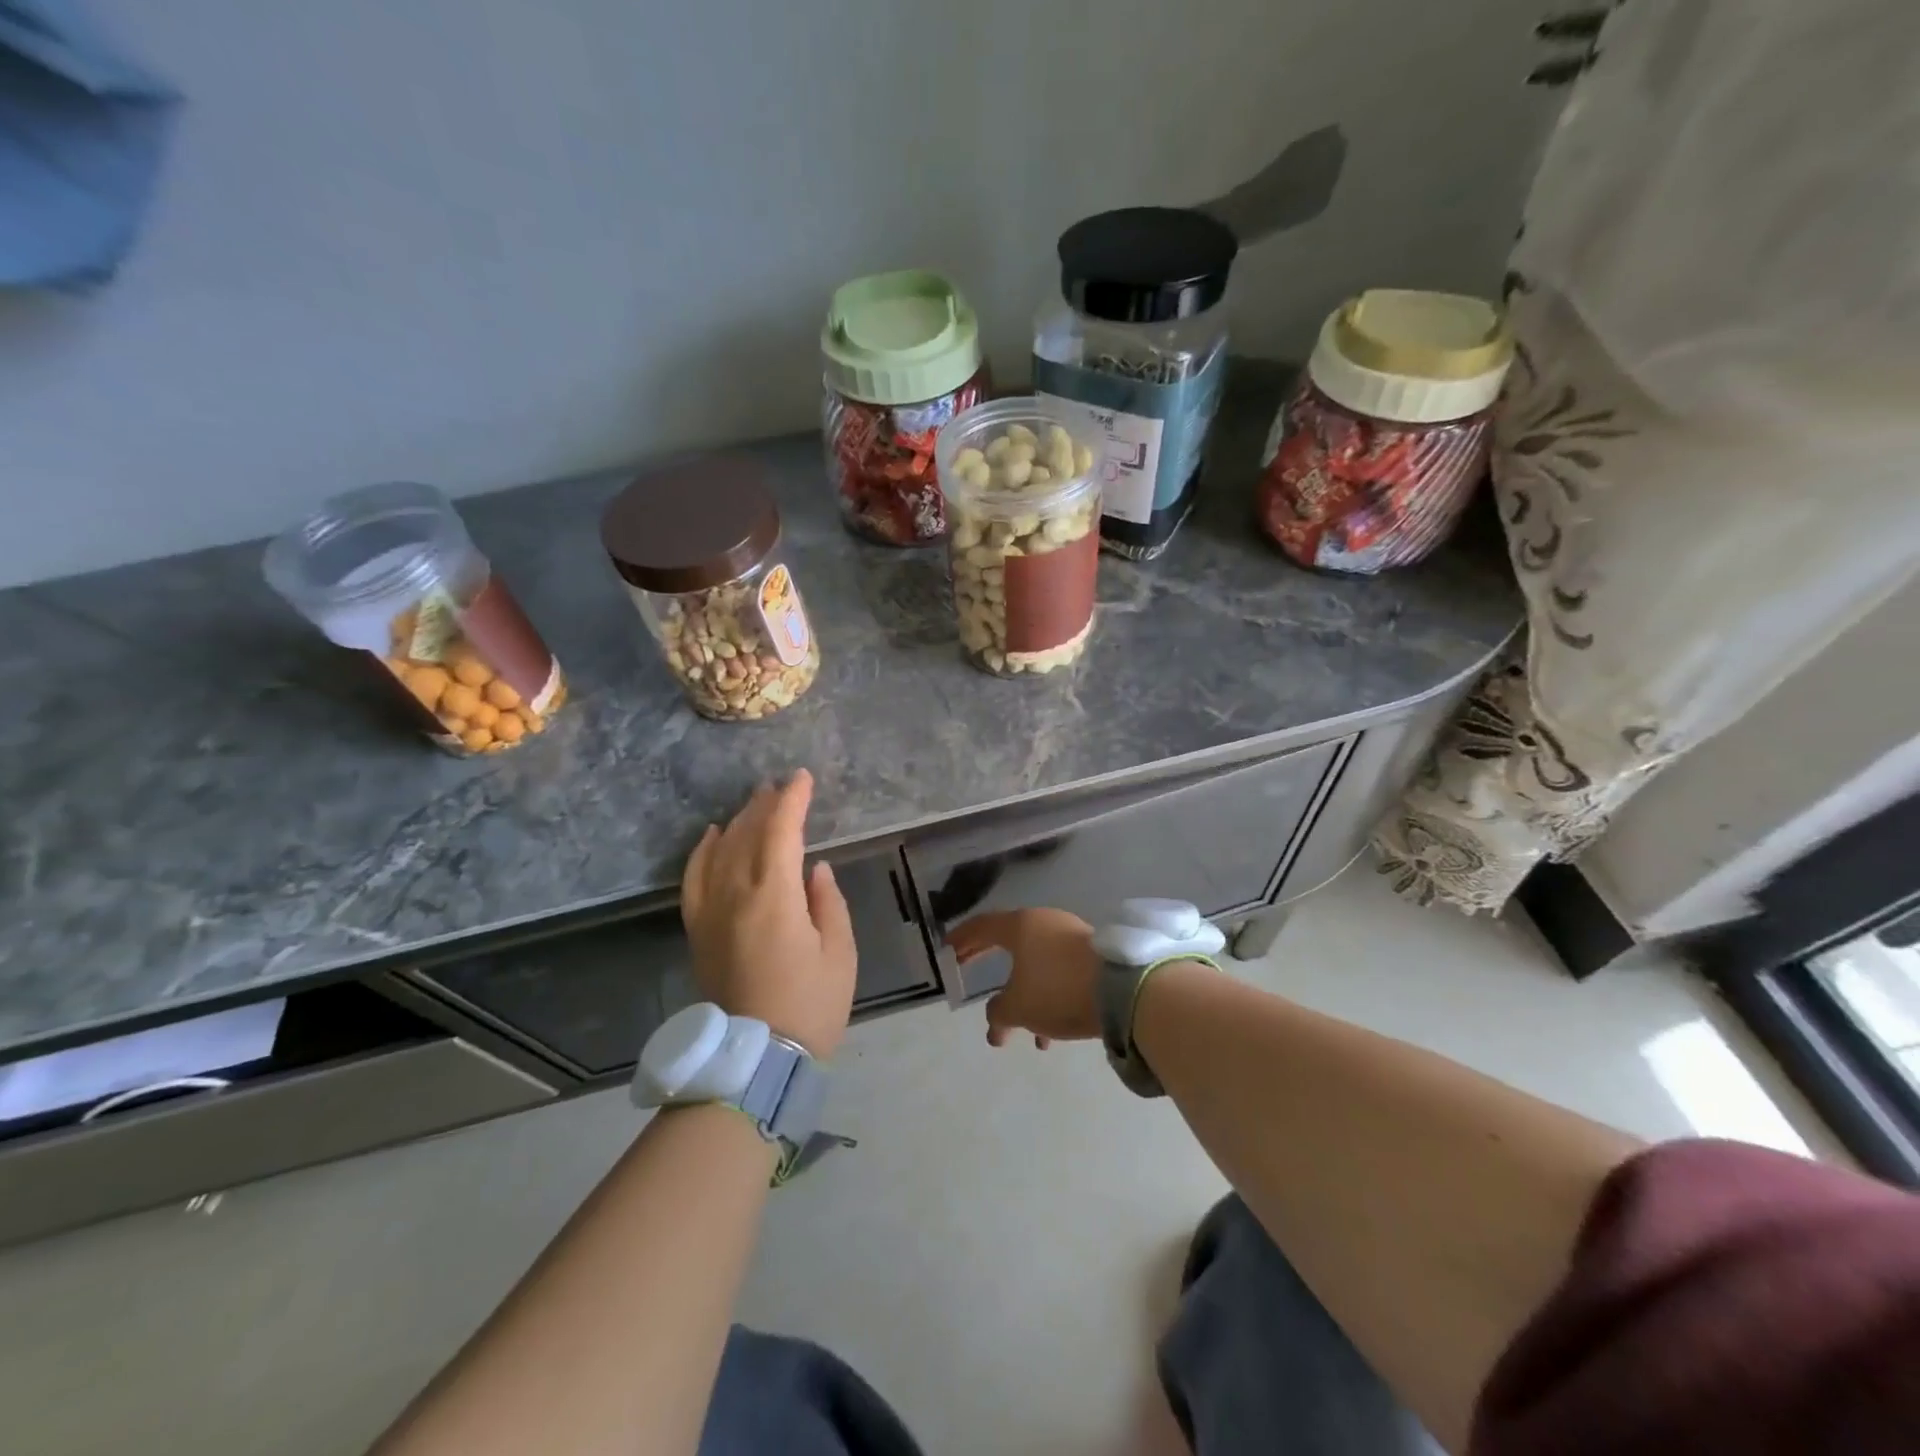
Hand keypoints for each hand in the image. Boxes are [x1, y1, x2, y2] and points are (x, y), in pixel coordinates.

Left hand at [681, 770, 856, 1058]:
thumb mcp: (839, 953)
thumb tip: (814, 869)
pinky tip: (712, 833)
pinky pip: (693, 878)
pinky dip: (702, 851)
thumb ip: (827, 902)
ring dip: (739, 821)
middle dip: (766, 805)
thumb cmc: (810, 1005)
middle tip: (781, 785)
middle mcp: (736, 895)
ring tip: (755, 802)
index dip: (792, 800)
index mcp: (774, 897)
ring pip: (720, 850)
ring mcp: (711, 912)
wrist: (755, 1058)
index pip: (781, 832)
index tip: (803, 778)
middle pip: (747, 835)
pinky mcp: (698, 930)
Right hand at [946, 909, 1100, 1048]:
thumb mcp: (1017, 1007)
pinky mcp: (1093, 956)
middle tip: (968, 969)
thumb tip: (995, 1021)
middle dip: (986, 958)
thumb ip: (997, 1012)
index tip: (947, 949)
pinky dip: (1046, 996)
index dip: (961, 938)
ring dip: (1021, 991)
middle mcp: (1044, 923)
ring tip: (1016, 1029)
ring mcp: (1071, 936)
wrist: (1123, 990)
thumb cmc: (1058, 990)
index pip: (981, 926)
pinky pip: (1059, 973)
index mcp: (1020, 925)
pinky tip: (1048, 1034)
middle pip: (1007, 940)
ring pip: (1035, 962)